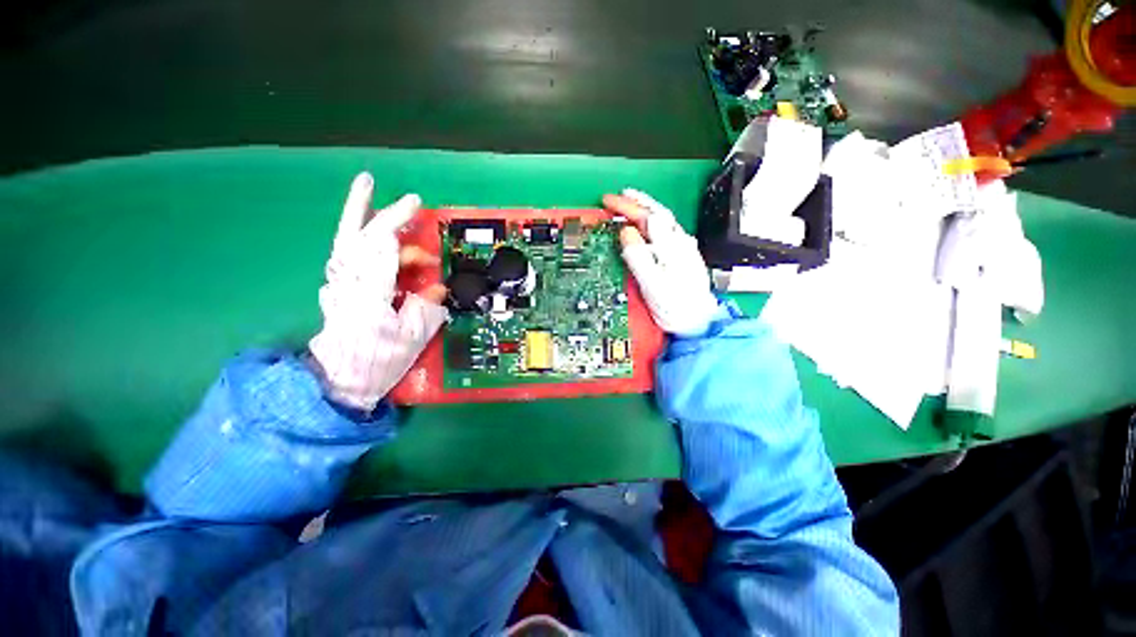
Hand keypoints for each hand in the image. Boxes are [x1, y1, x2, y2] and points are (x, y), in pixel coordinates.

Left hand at [309, 173, 447, 410]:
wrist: (341, 380)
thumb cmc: (379, 362)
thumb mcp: (412, 338)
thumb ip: (426, 307)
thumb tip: (435, 287)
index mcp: (369, 294)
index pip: (381, 247)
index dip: (396, 221)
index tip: (415, 205)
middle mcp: (348, 283)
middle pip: (354, 235)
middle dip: (364, 207)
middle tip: (369, 180)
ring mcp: (338, 284)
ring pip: (344, 241)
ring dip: (354, 215)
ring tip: (363, 193)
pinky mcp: (338, 289)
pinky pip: (345, 255)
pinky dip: (354, 237)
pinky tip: (363, 230)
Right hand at [603, 189, 718, 336]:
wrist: (696, 321)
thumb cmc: (675, 305)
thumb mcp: (653, 282)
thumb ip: (639, 256)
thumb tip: (627, 232)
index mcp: (671, 245)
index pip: (648, 217)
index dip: (627, 206)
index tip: (608, 201)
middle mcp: (679, 242)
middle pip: (657, 214)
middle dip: (636, 202)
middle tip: (616, 197)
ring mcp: (682, 248)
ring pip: (663, 221)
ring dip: (645, 209)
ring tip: (630, 203)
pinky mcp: (682, 256)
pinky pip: (664, 231)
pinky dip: (652, 223)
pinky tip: (647, 225)